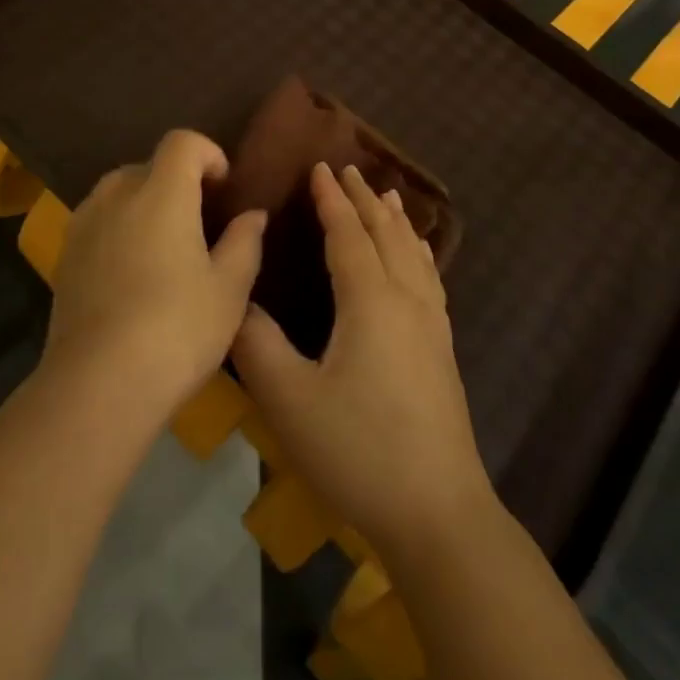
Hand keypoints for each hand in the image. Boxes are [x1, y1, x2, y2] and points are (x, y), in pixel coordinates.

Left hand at [43, 130, 267, 416]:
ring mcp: (84, 224)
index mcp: (160, 193)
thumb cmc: (177, 329)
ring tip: (164, 246)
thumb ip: (244, 242)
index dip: (208, 153)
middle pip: (148, 165)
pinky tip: (132, 272)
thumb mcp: (229, 290)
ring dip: (144, 203)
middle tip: (200, 222)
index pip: (181, 142)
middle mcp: (116, 195)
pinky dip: (119, 228)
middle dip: (177, 181)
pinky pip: (97, 221)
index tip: (224, 187)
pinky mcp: (65, 255)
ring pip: (118, 192)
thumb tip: (252, 214)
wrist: (98, 384)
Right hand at [233, 163, 494, 561]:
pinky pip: (430, 279)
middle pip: (386, 234)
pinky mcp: (443, 350)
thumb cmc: (357, 450)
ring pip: (414, 254)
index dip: (332, 199)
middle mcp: (406, 300)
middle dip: (365, 199)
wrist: (437, 512)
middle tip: (348, 169)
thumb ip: (255, 342)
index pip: (348, 234)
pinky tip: (420, 258)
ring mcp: (432, 325)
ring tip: (389, 196)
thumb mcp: (289, 399)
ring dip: (396, 221)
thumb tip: (237, 299)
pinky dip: (420, 252)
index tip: (319, 167)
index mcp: (370, 301)